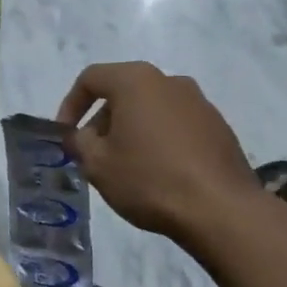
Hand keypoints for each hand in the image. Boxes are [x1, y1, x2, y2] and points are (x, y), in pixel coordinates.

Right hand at [56, 62, 262, 241]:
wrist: (220, 208)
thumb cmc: (150, 179)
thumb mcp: (98, 165)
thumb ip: (80, 142)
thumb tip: (79, 134)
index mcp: (136, 80)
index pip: (91, 78)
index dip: (70, 104)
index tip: (66, 135)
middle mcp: (169, 81)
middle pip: (124, 91)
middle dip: (103, 120)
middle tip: (94, 154)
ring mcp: (199, 102)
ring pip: (152, 108)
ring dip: (133, 130)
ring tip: (126, 167)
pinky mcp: (219, 126)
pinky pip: (177, 125)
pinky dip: (160, 140)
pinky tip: (159, 173)